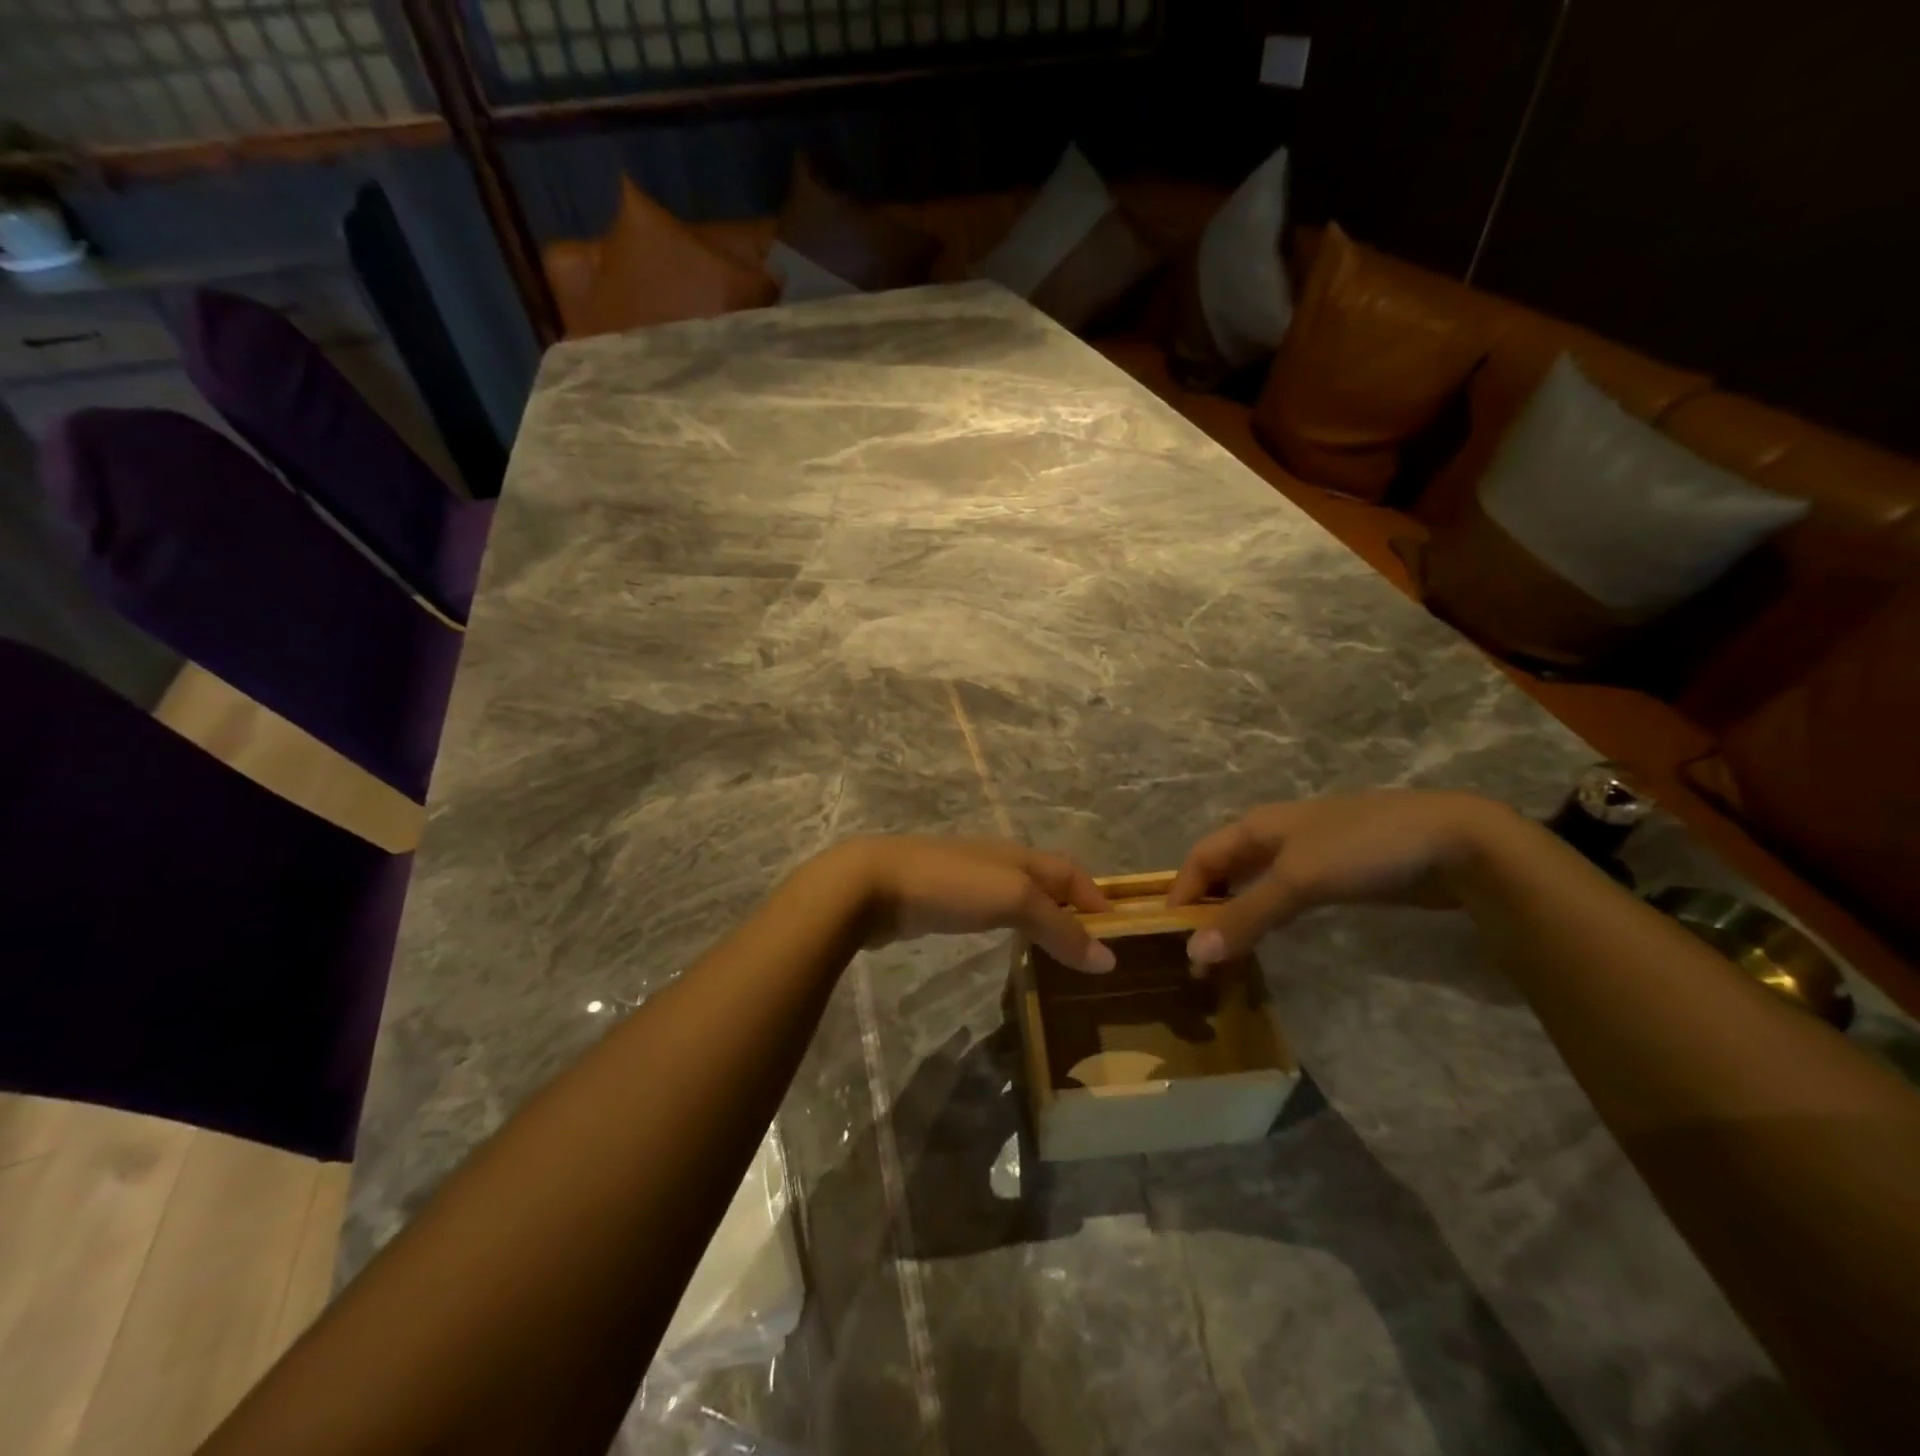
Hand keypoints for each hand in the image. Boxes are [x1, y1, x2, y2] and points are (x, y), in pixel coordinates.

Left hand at [836, 836, 1116, 972]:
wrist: (872, 885)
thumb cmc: (950, 885)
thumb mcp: (1013, 899)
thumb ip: (1059, 927)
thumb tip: (1107, 959)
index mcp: (1020, 856)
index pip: (1072, 872)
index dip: (1097, 898)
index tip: (1120, 934)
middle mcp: (998, 863)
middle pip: (1047, 883)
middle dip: (1073, 910)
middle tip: (1092, 950)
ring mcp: (968, 881)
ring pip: (1019, 898)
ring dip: (1042, 921)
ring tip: (1059, 954)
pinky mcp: (943, 902)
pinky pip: (991, 913)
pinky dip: (1012, 929)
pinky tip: (1009, 948)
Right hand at [1167, 792, 1512, 965]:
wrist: (1455, 842)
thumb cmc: (1364, 849)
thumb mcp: (1299, 880)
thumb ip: (1246, 916)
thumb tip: (1193, 953)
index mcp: (1257, 826)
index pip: (1200, 858)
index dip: (1181, 892)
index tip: (1168, 936)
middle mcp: (1275, 837)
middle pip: (1224, 871)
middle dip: (1205, 907)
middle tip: (1196, 954)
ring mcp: (1308, 856)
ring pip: (1254, 886)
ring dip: (1235, 916)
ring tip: (1224, 954)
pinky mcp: (1337, 876)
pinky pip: (1285, 897)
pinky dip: (1267, 918)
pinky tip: (1269, 939)